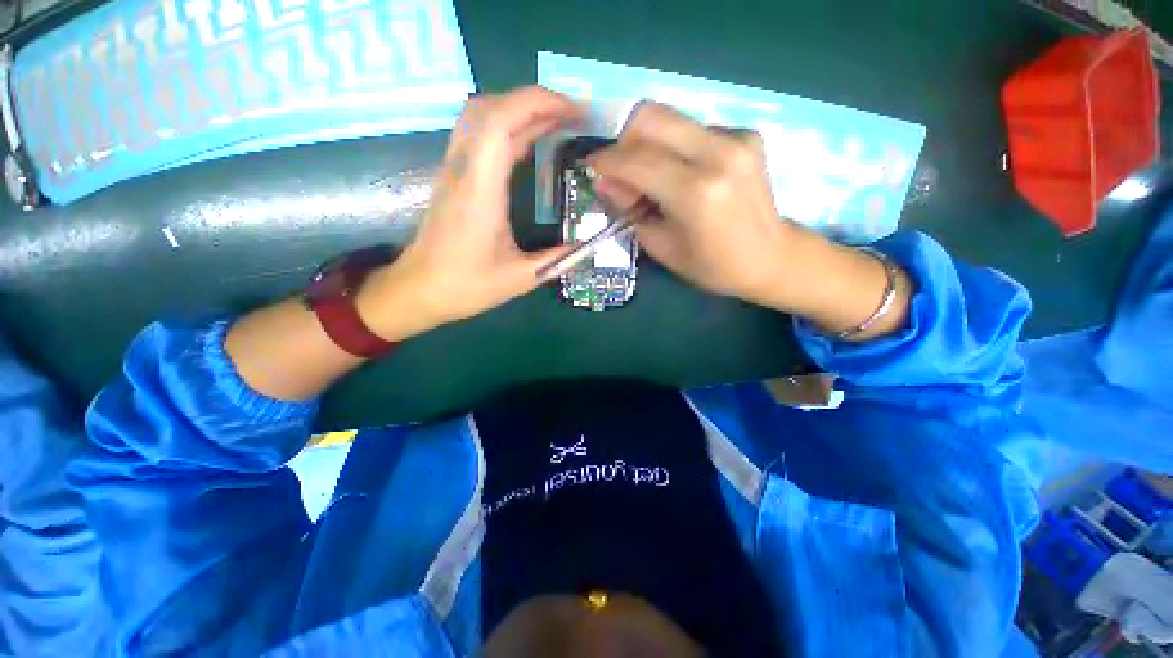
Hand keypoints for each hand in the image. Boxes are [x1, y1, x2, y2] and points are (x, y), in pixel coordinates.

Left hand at [359, 87, 581, 339]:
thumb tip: (585, 246)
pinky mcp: (453, 177)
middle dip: (535, 100)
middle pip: (490, 107)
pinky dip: (507, 126)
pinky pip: (478, 134)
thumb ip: (556, 260)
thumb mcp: (519, 279)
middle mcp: (463, 170)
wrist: (418, 290)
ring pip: (480, 115)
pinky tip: (529, 141)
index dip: (539, 104)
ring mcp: (454, 170)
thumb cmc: (465, 286)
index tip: (575, 112)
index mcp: (480, 191)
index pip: (501, 122)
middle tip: (572, 115)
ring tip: (556, 121)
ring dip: (519, 109)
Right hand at [587, 102, 794, 304]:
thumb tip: (607, 182)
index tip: (592, 168)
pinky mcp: (746, 134)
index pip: (635, 160)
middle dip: (623, 139)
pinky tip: (682, 175)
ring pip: (670, 119)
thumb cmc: (713, 266)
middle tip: (621, 170)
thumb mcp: (662, 247)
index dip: (606, 161)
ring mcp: (736, 138)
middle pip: (651, 117)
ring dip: (649, 145)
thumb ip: (631, 211)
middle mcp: (718, 153)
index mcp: (696, 192)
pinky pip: (692, 130)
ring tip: (652, 179)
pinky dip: (675, 148)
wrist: (771, 257)